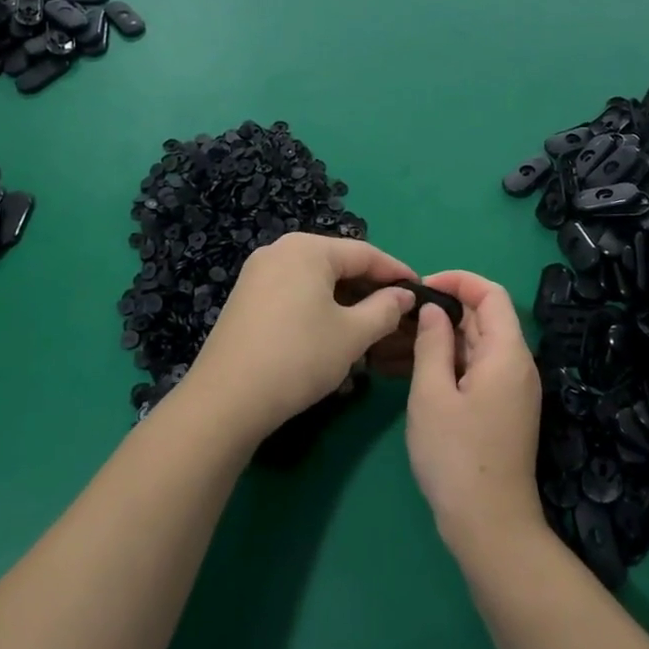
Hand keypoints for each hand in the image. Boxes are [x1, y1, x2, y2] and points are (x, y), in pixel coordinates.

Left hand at [185, 233, 418, 442]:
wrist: (227, 399)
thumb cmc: (299, 357)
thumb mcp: (352, 334)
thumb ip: (384, 309)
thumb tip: (404, 295)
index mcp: (308, 249)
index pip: (365, 253)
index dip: (397, 273)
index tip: (422, 292)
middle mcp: (280, 250)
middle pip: (338, 264)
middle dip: (370, 289)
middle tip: (399, 314)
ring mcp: (258, 274)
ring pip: (316, 282)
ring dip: (346, 302)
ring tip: (371, 329)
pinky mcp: (246, 299)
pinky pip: (294, 294)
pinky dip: (319, 309)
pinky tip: (332, 336)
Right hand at [405, 270, 544, 559]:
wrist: (489, 525)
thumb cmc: (456, 455)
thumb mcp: (432, 394)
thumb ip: (432, 343)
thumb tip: (434, 309)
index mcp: (507, 353)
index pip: (490, 294)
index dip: (457, 280)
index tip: (420, 288)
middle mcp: (516, 365)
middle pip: (483, 319)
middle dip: (443, 311)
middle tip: (399, 318)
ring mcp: (511, 390)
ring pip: (475, 347)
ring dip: (440, 339)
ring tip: (395, 344)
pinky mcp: (501, 410)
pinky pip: (475, 371)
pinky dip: (447, 364)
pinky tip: (411, 371)